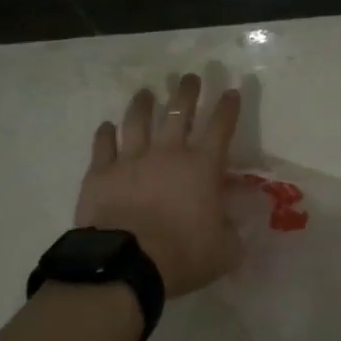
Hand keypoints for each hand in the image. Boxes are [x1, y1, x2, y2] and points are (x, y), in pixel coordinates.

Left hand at [75, 74, 240, 297]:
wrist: (126, 263)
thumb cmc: (182, 255)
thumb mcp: (224, 250)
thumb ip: (233, 232)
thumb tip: (239, 224)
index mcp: (202, 166)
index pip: (221, 127)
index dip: (228, 107)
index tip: (230, 91)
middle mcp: (169, 152)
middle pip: (179, 111)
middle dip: (187, 91)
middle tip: (189, 77)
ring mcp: (132, 158)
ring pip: (138, 121)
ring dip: (143, 104)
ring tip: (146, 92)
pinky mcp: (101, 172)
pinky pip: (103, 145)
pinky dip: (105, 133)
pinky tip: (106, 126)